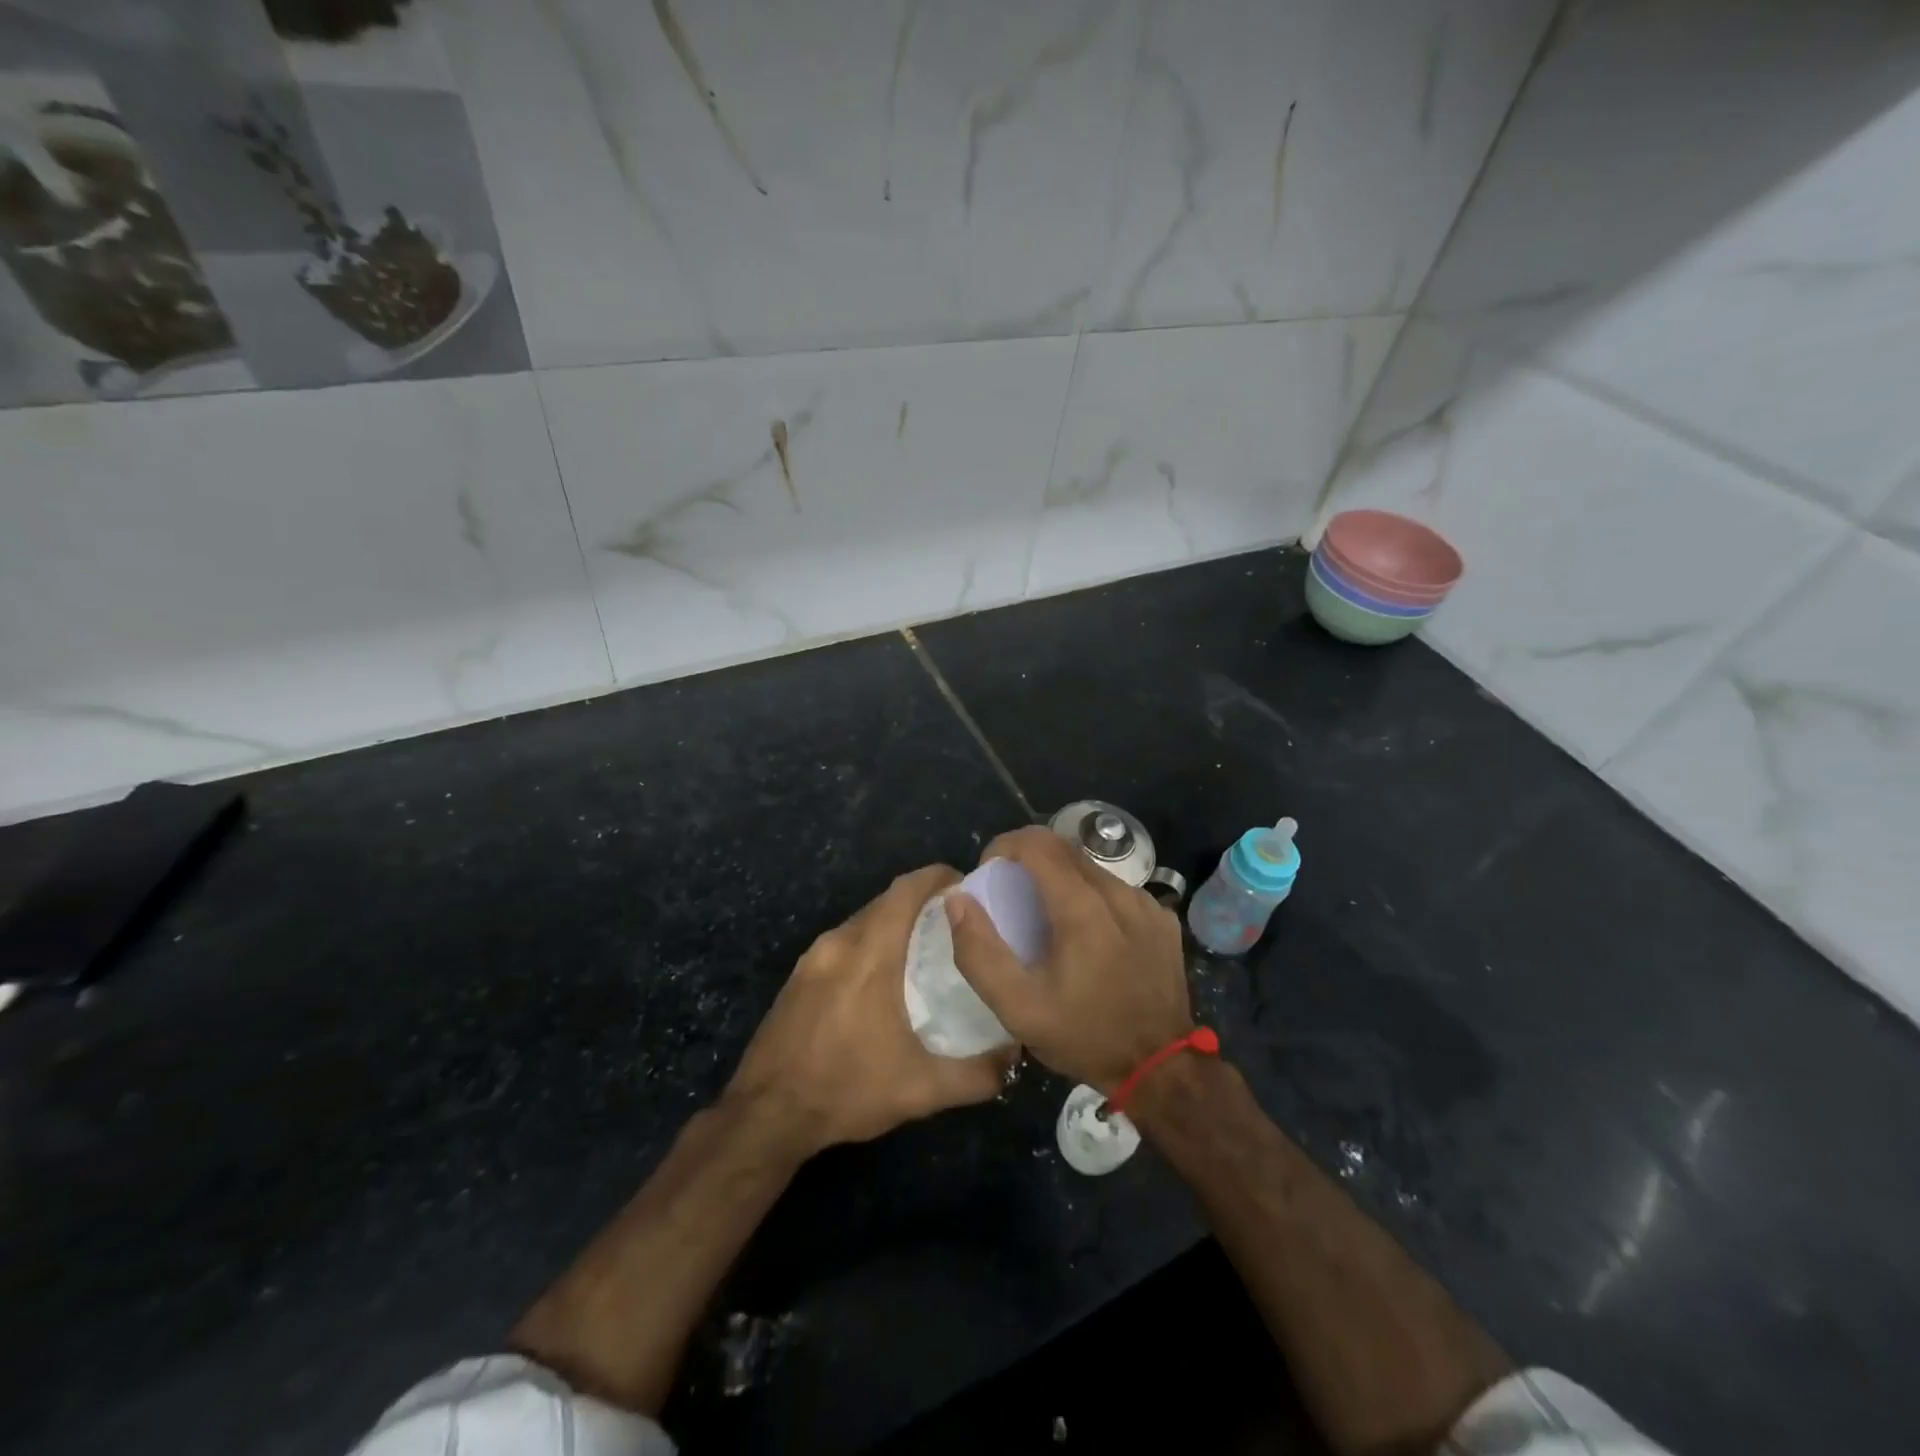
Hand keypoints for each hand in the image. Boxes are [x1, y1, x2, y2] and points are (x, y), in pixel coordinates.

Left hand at [723, 864, 1011, 1157]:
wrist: (765, 1115)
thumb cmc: (846, 1090)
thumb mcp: (921, 1091)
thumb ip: (975, 1074)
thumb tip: (1013, 1057)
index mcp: (869, 955)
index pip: (905, 890)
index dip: (937, 877)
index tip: (966, 885)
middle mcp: (838, 943)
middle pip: (885, 902)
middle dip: (921, 902)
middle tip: (956, 924)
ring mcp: (812, 959)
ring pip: (862, 922)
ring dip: (893, 924)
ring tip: (925, 949)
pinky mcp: (797, 977)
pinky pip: (842, 943)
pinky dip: (868, 944)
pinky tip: (882, 979)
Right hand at [947, 826, 1191, 1090]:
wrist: (1161, 1069)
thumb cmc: (1085, 1036)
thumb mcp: (1018, 1008)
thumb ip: (979, 953)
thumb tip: (958, 900)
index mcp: (1082, 909)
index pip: (1038, 844)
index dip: (1005, 845)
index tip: (989, 871)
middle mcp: (1119, 893)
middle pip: (1065, 849)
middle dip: (1029, 857)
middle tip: (1010, 892)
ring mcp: (1146, 904)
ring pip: (1092, 867)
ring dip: (1060, 877)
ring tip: (1045, 916)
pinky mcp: (1162, 918)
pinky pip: (1117, 890)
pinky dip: (1091, 896)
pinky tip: (1086, 934)